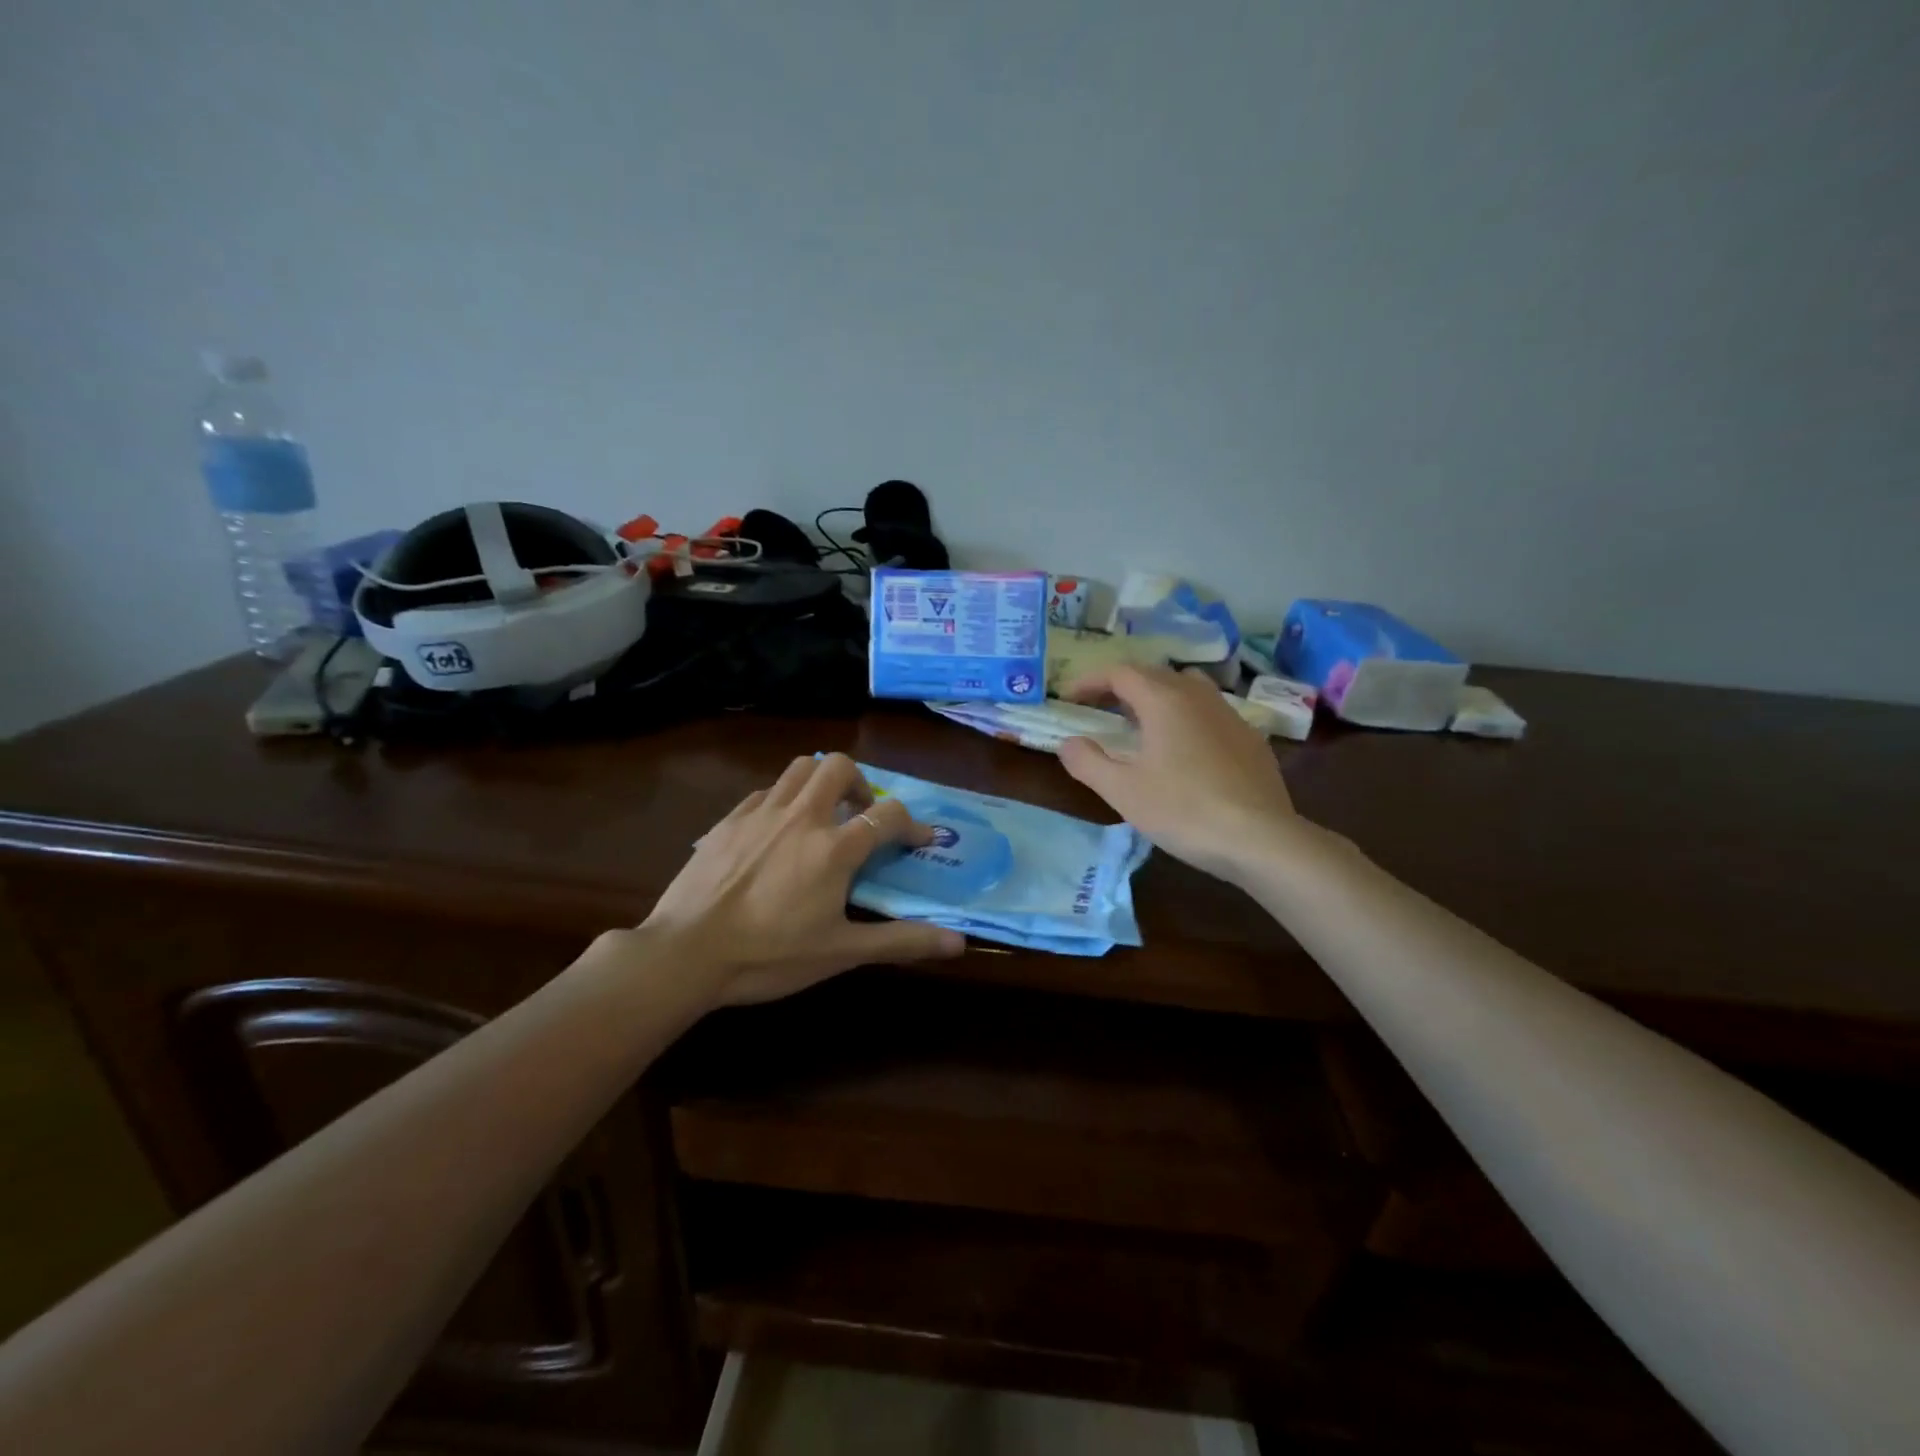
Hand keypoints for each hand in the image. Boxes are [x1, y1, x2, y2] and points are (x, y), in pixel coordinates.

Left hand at [639, 753, 965, 1006]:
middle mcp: (802, 817)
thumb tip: (959, 942)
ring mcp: (761, 813)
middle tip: (860, 815)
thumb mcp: (841, 953)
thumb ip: (901, 941)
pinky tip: (776, 831)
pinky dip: (782, 800)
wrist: (685, 953)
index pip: (888, 815)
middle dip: (860, 784)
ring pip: (800, 768)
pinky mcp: (728, 820)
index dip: (912, 824)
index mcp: (834, 847)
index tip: (920, 839)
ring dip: (821, 781)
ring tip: (822, 814)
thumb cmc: (769, 955)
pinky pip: (765, 792)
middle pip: (840, 767)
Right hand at [1060, 665, 1301, 881]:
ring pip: (1188, 688)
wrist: (1261, 838)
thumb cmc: (1184, 810)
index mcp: (1164, 700)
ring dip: (1158, 696)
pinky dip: (1187, 717)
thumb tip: (1068, 743)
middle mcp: (1198, 695)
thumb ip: (1088, 762)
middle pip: (1154, 674)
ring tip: (1143, 724)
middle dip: (1121, 686)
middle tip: (1100, 709)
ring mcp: (1230, 715)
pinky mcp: (1251, 738)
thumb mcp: (1123, 791)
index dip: (1090, 681)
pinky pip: (1210, 712)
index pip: (1120, 672)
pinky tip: (1186, 750)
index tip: (1069, 698)